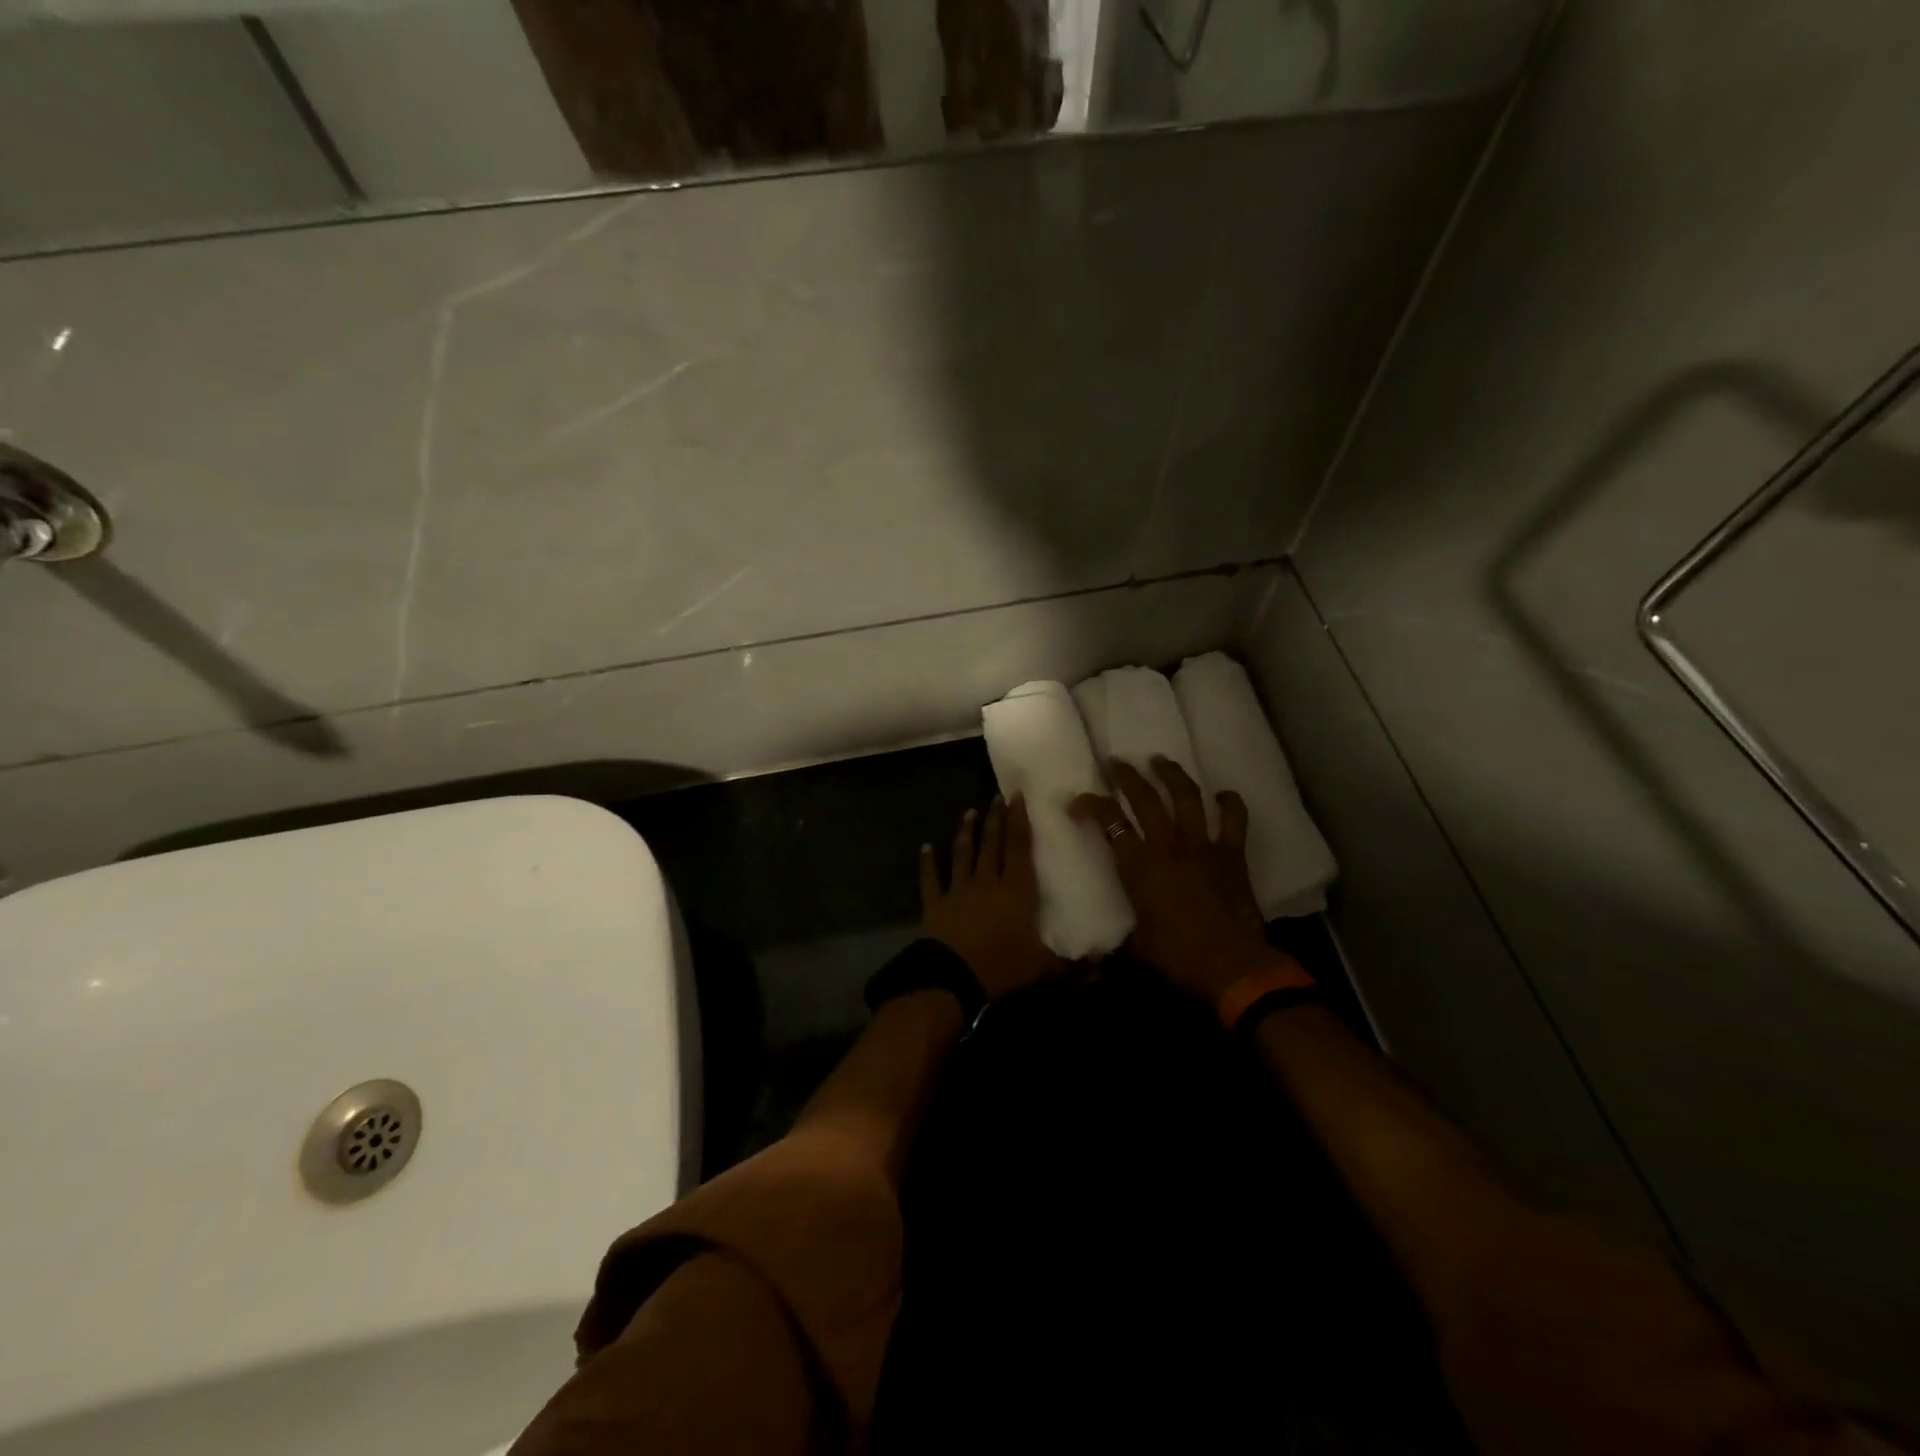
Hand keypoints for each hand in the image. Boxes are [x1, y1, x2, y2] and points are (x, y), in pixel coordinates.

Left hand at [920, 795, 1063, 1000]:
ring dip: (965, 832)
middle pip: (992, 844)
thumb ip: (1071, 964)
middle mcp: (987, 881)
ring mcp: (958, 890)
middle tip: (996, 797)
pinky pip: (930, 878)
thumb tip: (1100, 968)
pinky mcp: (935, 903)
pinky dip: (927, 862)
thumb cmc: (1002, 966)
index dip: (1019, 821)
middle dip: (995, 819)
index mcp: (1016, 890)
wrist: (953, 978)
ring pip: (962, 853)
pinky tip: (925, 847)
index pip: (1019, 848)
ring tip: (968, 812)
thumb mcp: (1043, 967)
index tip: (1017, 797)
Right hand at [1070, 757, 1287, 1004]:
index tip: (1077, 801)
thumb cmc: (1177, 957)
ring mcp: (1202, 845)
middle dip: (1127, 776)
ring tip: (1160, 760)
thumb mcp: (1135, 947)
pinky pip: (1233, 819)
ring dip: (1172, 775)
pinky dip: (1229, 803)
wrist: (1232, 966)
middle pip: (1145, 798)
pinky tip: (1223, 794)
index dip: (1090, 806)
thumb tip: (1092, 963)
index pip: (1109, 823)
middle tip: (1117, 762)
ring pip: (1186, 797)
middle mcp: (1168, 845)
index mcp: (1139, 865)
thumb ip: (1116, 942)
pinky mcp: (1232, 854)